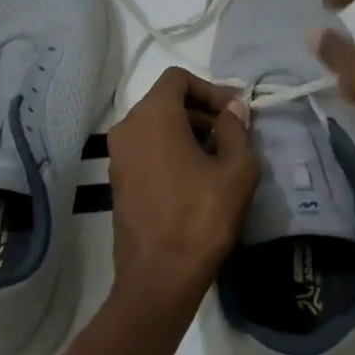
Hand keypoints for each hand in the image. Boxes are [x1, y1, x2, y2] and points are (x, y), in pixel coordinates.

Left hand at [106, 69, 259, 314]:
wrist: (160, 276)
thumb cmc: (202, 216)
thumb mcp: (236, 169)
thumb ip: (236, 129)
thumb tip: (233, 109)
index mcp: (152, 116)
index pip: (178, 78)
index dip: (211, 89)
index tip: (235, 114)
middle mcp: (127, 128)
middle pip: (166, 101)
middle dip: (202, 112)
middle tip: (233, 136)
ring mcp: (117, 156)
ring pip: (156, 127)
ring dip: (189, 133)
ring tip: (219, 160)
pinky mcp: (118, 182)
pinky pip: (147, 151)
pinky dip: (171, 152)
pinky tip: (197, 180)